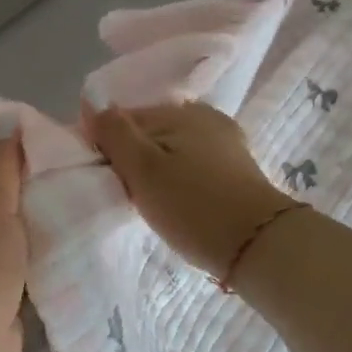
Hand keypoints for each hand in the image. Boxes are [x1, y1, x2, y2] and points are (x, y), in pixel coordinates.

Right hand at [86, 102, 294, 278]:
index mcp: (181, 111)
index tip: (102, 179)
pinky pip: (191, 165)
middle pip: (149, 132)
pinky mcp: (236, 171)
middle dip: (131, 158)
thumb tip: (90, 103)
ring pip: (170, 150)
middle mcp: (205, 117)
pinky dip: (177, 180)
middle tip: (125, 195)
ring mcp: (225, 143)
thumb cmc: (194, 206)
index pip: (124, 118)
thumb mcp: (143, 169)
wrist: (260, 248)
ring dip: (154, 172)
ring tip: (149, 204)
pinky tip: (176, 203)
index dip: (105, 146)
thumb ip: (114, 133)